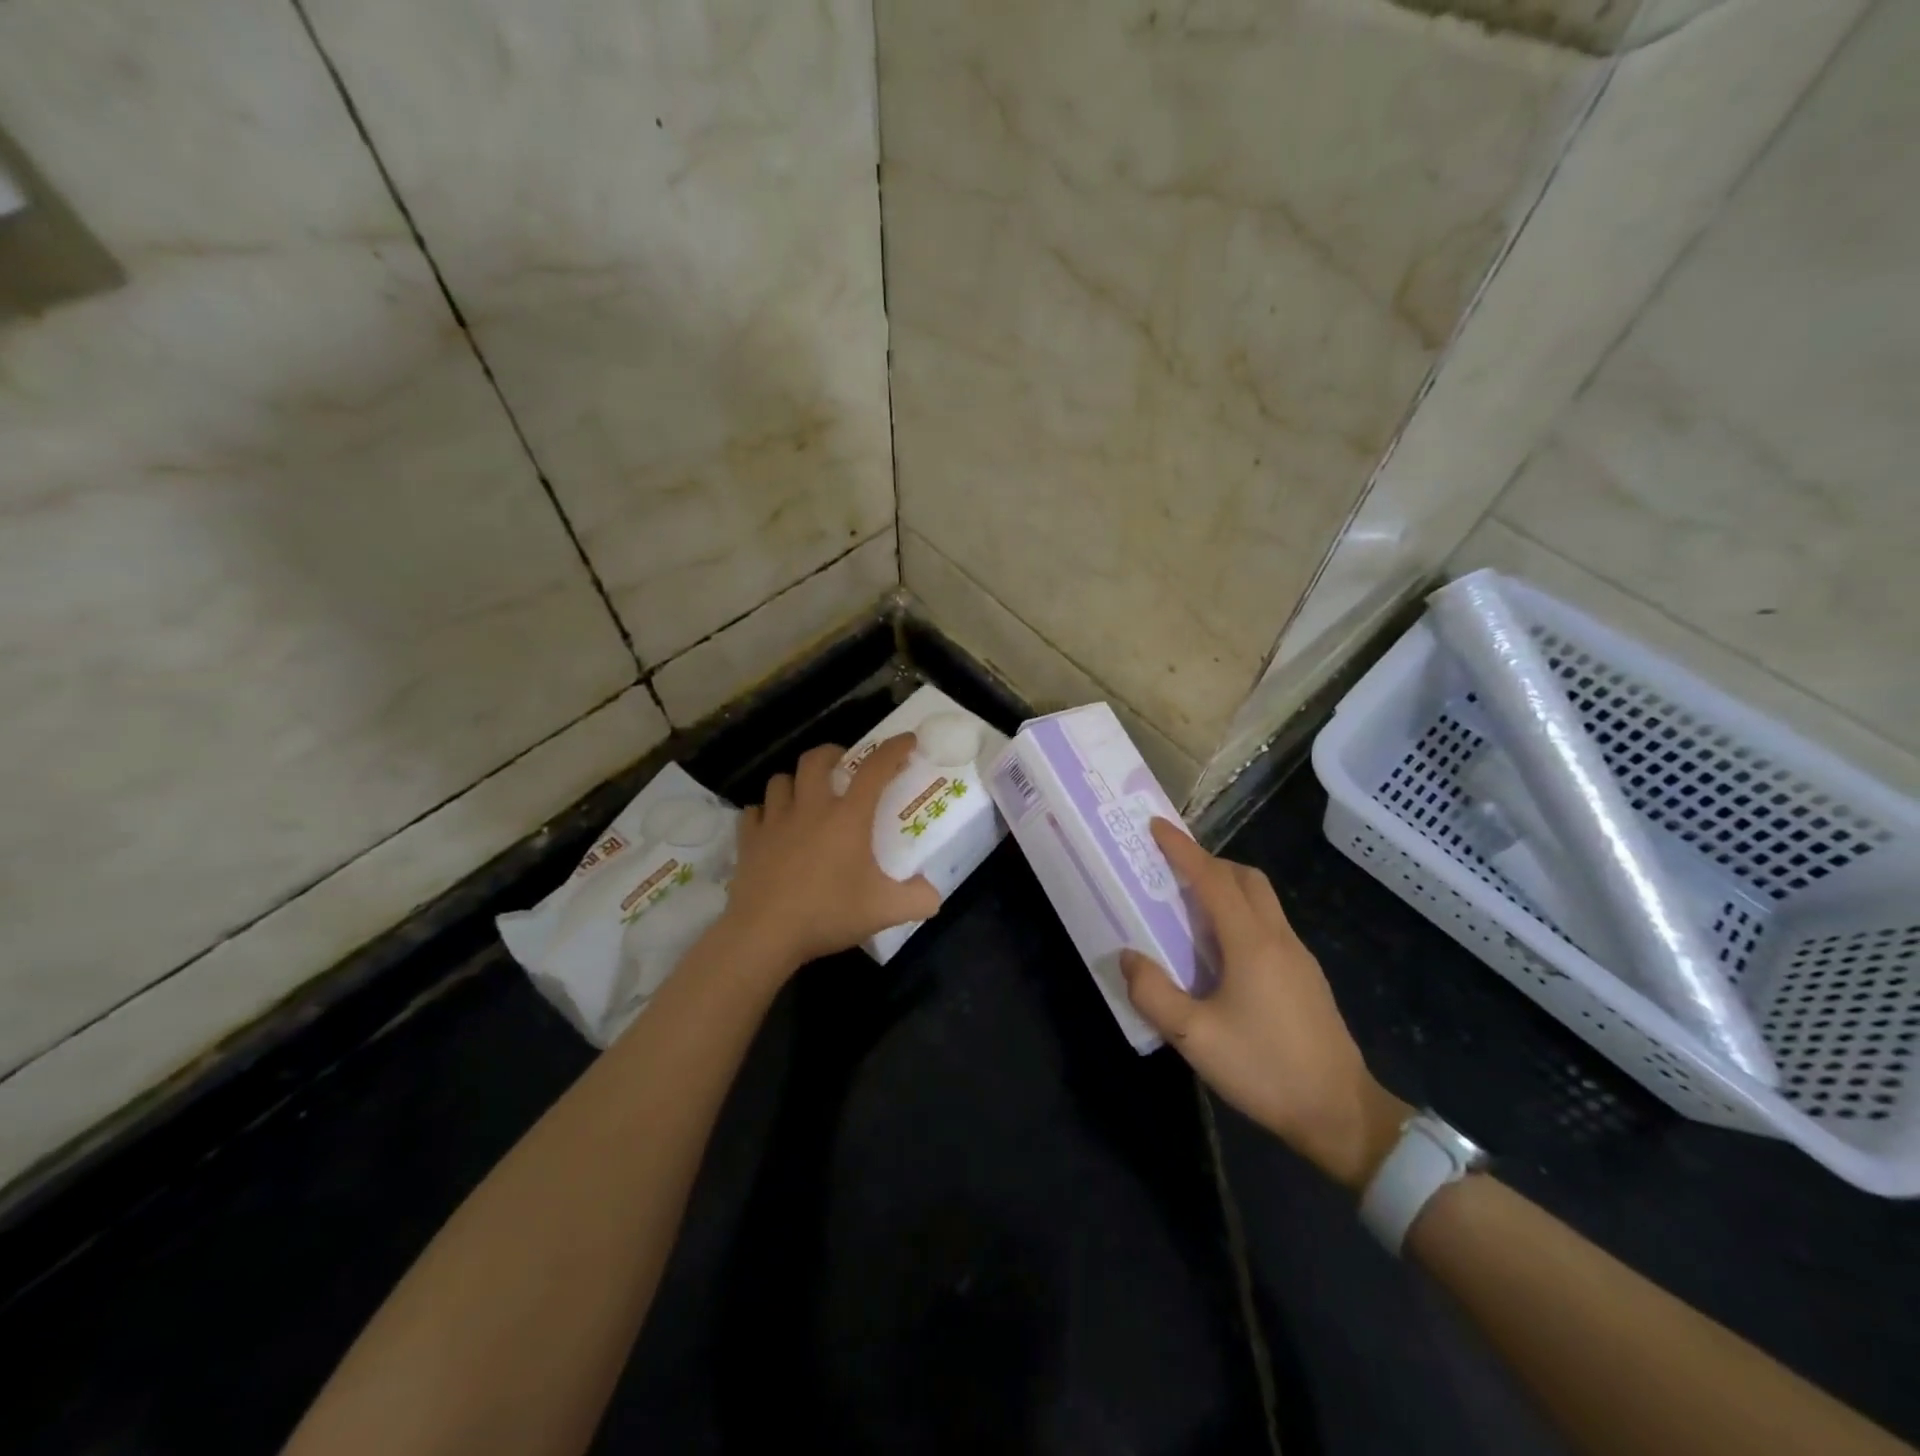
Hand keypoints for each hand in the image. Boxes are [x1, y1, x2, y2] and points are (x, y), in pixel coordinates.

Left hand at [722, 735, 941, 973]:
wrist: (765, 934)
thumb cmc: (828, 913)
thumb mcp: (885, 911)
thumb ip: (918, 899)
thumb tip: (933, 893)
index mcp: (848, 817)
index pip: (875, 770)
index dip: (893, 749)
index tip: (907, 740)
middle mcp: (810, 809)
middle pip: (816, 760)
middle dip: (832, 753)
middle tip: (843, 764)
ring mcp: (775, 822)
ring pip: (780, 780)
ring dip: (796, 781)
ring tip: (806, 795)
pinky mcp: (749, 840)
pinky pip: (754, 812)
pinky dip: (765, 812)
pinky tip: (772, 826)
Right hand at [1121, 819, 1409, 1191]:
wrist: (1341, 1114)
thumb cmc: (1265, 1070)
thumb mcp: (1194, 1039)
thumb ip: (1154, 993)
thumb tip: (1127, 956)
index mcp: (1251, 943)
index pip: (1213, 879)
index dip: (1183, 850)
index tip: (1157, 827)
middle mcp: (1278, 938)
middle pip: (1245, 878)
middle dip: (1208, 861)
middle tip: (1171, 868)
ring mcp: (1299, 957)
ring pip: (1262, 899)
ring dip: (1226, 886)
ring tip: (1190, 906)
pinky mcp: (1307, 977)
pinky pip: (1269, 924)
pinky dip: (1241, 913)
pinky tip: (1222, 950)